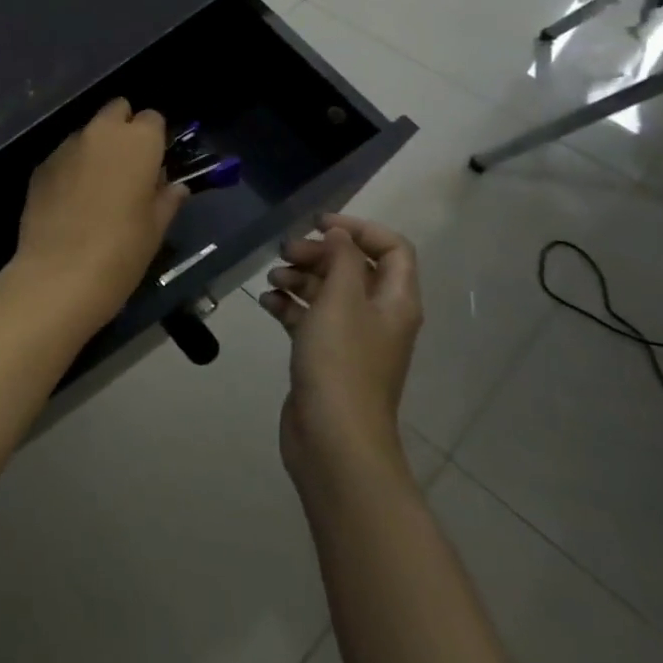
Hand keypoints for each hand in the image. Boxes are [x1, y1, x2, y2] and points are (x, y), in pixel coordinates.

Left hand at [12, 99, 188, 328]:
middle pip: (116, 111)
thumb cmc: (121, 251)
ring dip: (95, 149)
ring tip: (97, 187)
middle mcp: (100, 133)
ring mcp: (65, 147)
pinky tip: (71, 201)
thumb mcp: (155, 228)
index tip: (154, 163)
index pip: (152, 118)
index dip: (154, 138)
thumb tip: (174, 187)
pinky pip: (63, 156)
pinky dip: (71, 169)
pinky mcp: (40, 166)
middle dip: (123, 129)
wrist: (59, 275)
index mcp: (137, 142)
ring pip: (86, 133)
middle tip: (127, 166)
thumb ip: (167, 199)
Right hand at [259, 212, 422, 498]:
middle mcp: (379, 316)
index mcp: (395, 300)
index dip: (358, 228)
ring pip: (328, 292)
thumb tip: (339, 234)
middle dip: (319, 253)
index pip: (391, 248)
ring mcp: (352, 339)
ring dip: (300, 277)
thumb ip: (341, 259)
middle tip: (285, 252)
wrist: (333, 437)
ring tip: (272, 279)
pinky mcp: (326, 357)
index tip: (317, 224)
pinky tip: (267, 303)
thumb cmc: (340, 362)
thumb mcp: (341, 300)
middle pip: (354, 267)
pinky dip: (290, 305)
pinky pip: (309, 318)